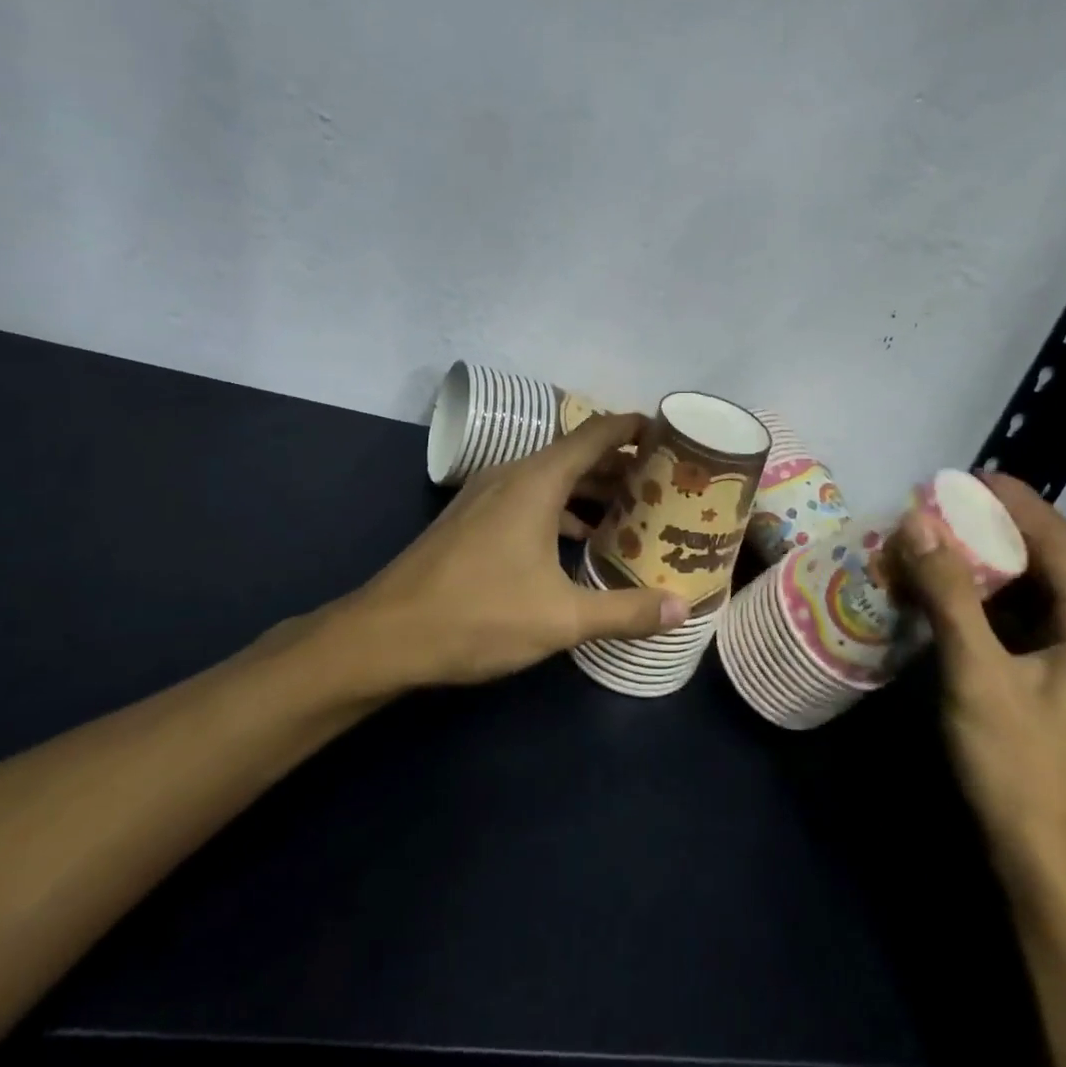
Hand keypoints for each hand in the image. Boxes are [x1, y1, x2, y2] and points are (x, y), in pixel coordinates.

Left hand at [323, 413, 688, 694]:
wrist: (384, 637)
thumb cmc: (479, 615)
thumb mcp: (562, 618)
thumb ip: (626, 611)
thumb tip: (681, 610)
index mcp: (537, 481)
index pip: (597, 433)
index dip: (636, 429)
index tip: (672, 436)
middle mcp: (511, 475)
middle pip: (578, 455)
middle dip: (622, 467)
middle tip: (665, 484)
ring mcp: (486, 496)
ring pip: (552, 479)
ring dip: (591, 491)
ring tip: (632, 512)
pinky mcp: (471, 519)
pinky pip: (529, 499)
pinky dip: (561, 510)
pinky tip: (578, 543)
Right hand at [894, 474, 1065, 893]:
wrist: (1048, 866)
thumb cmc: (1019, 766)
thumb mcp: (977, 673)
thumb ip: (949, 594)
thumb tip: (918, 522)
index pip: (1059, 542)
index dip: (1017, 502)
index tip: (968, 476)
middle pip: (1049, 564)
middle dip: (997, 531)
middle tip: (943, 508)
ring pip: (1032, 596)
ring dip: (987, 567)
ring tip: (937, 543)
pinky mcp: (1053, 688)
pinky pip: (1020, 626)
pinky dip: (985, 604)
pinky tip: (946, 599)